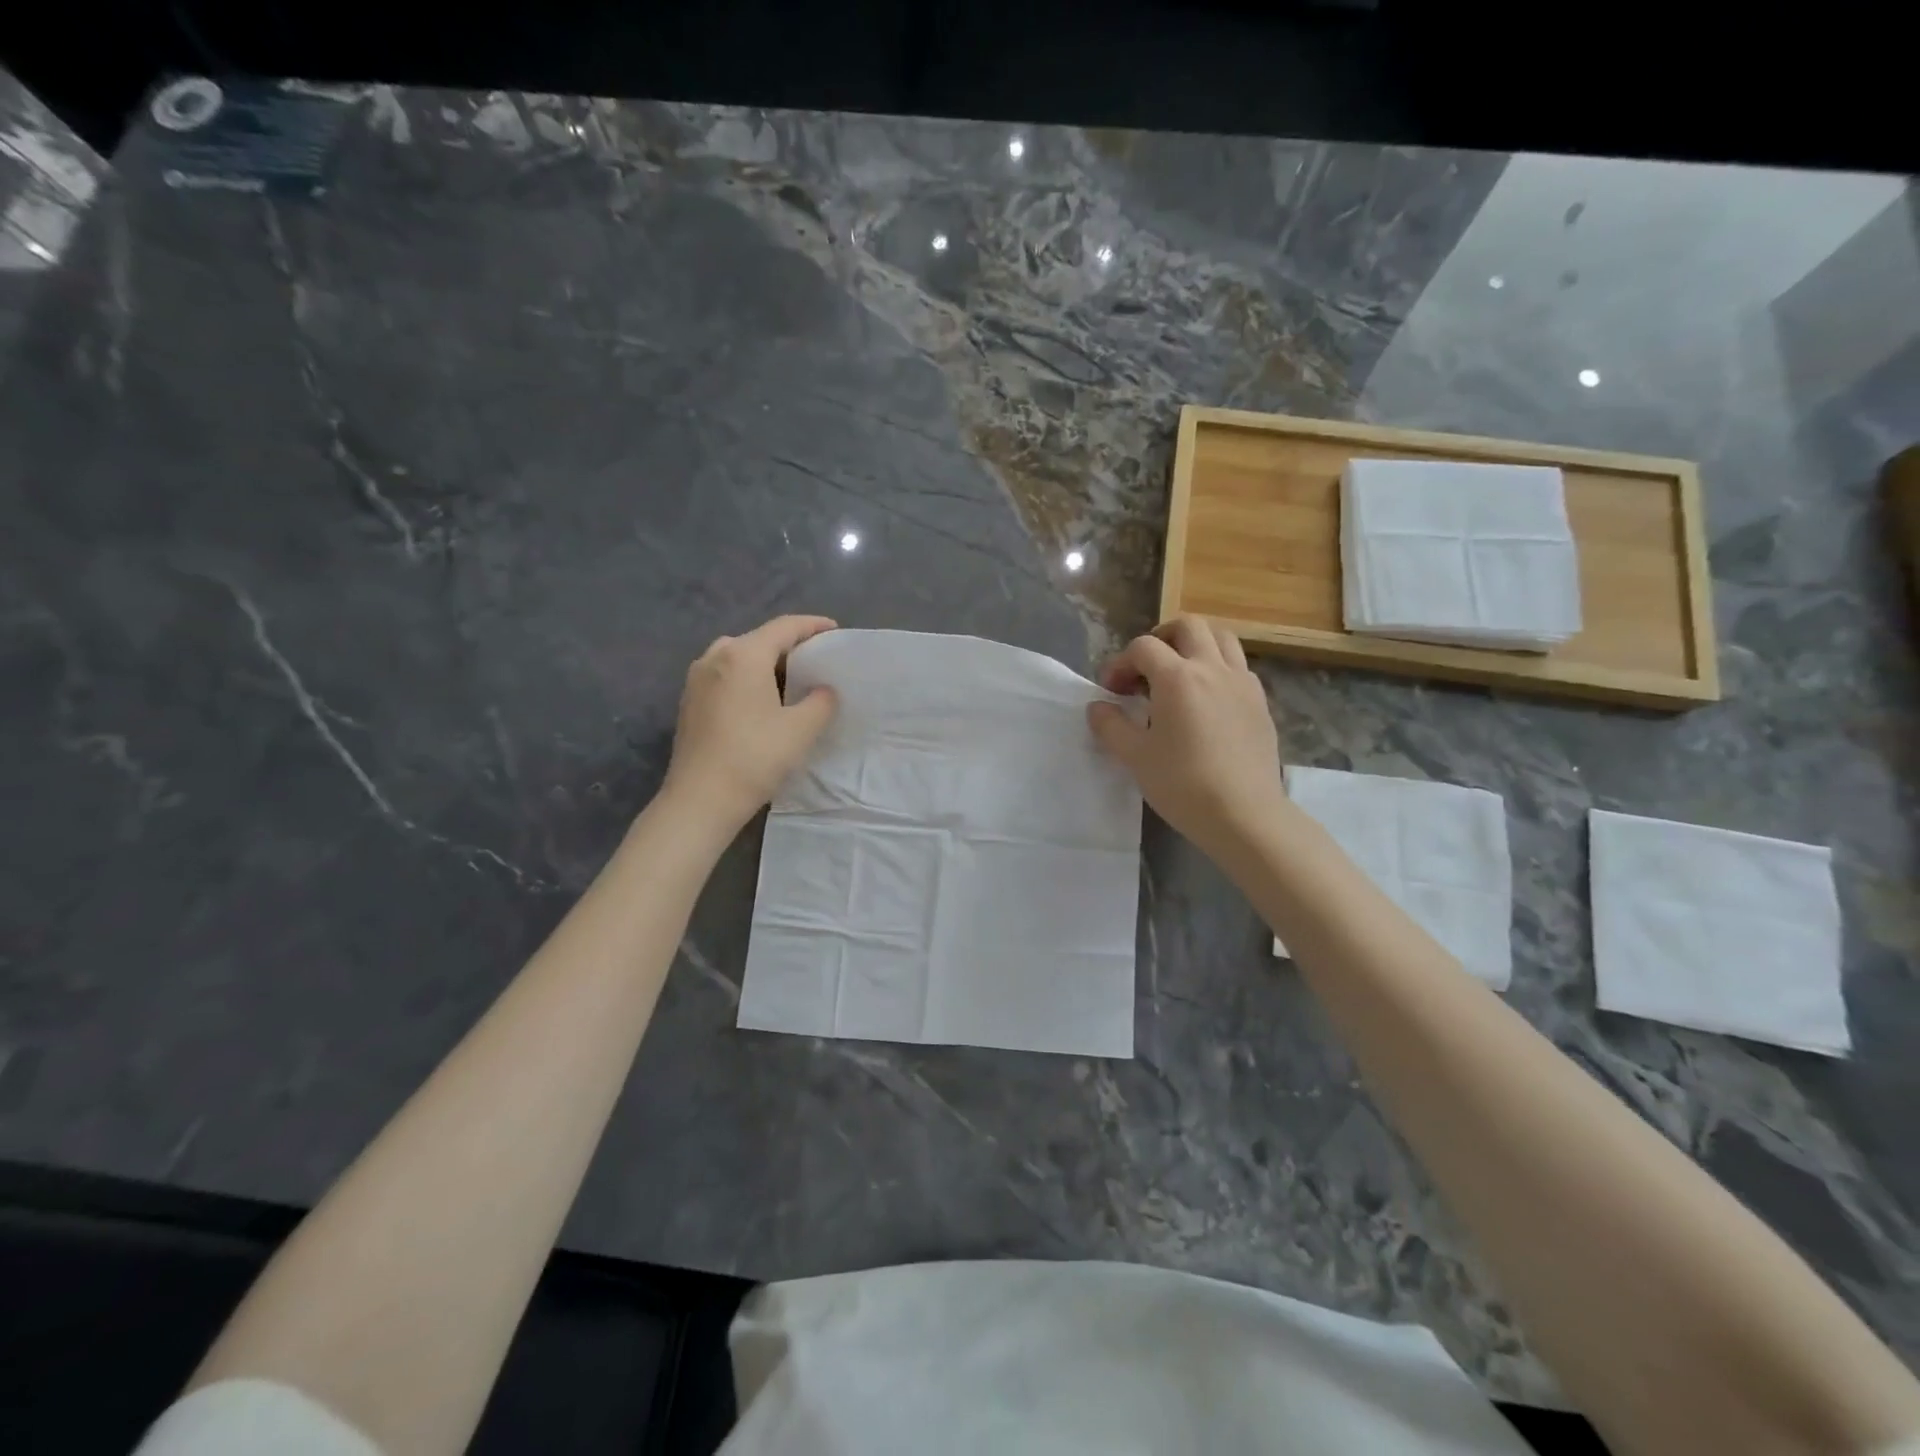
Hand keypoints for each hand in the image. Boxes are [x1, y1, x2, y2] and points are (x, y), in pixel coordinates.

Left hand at [662, 615, 838, 830]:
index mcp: (743, 655)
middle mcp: (715, 657)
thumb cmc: (754, 758)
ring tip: (790, 680)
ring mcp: (696, 680)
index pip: (784, 627)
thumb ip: (821, 701)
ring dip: (766, 663)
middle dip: (789, 645)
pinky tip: (761, 701)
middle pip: (758, 639)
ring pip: (738, 658)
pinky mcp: (689, 703)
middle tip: (815, 660)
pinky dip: (747, 679)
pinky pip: (725, 677)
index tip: (834, 631)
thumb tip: (824, 691)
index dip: (812, 625)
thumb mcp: (801, 729)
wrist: (700, 800)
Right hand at [1087, 616, 1283, 855]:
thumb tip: (1097, 707)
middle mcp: (1212, 668)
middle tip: (1146, 668)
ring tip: (1179, 674)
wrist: (1243, 815)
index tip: (1112, 691)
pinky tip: (1207, 700)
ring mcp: (1242, 682)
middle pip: (1188, 627)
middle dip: (1161, 638)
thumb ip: (1111, 726)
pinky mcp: (1260, 702)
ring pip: (1221, 638)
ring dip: (1195, 645)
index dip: (1121, 663)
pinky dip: (1218, 668)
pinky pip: (1238, 666)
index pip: (1143, 647)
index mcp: (1178, 677)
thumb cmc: (1182, 784)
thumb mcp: (1135, 757)